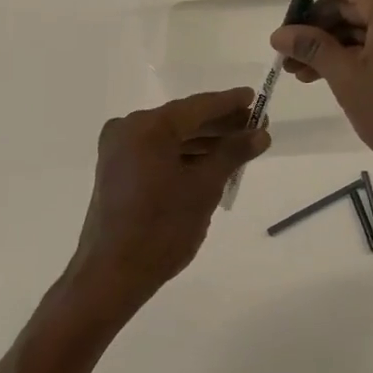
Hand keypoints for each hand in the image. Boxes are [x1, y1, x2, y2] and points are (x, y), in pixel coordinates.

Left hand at [64, 88, 269, 315]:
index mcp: (147, 127)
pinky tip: (211, 163)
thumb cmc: (162, 228)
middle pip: (183, 119)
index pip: (198, 106)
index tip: (256, 98)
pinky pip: (157, 151)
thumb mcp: (204, 188)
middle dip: (219, 124)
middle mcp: (128, 129)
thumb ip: (232, 154)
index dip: (230, 103)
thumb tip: (260, 134)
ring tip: (239, 146)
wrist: (112, 274)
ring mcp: (118, 149)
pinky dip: (183, 155)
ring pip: (170, 136)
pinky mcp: (116, 169)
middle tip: (255, 126)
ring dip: (204, 140)